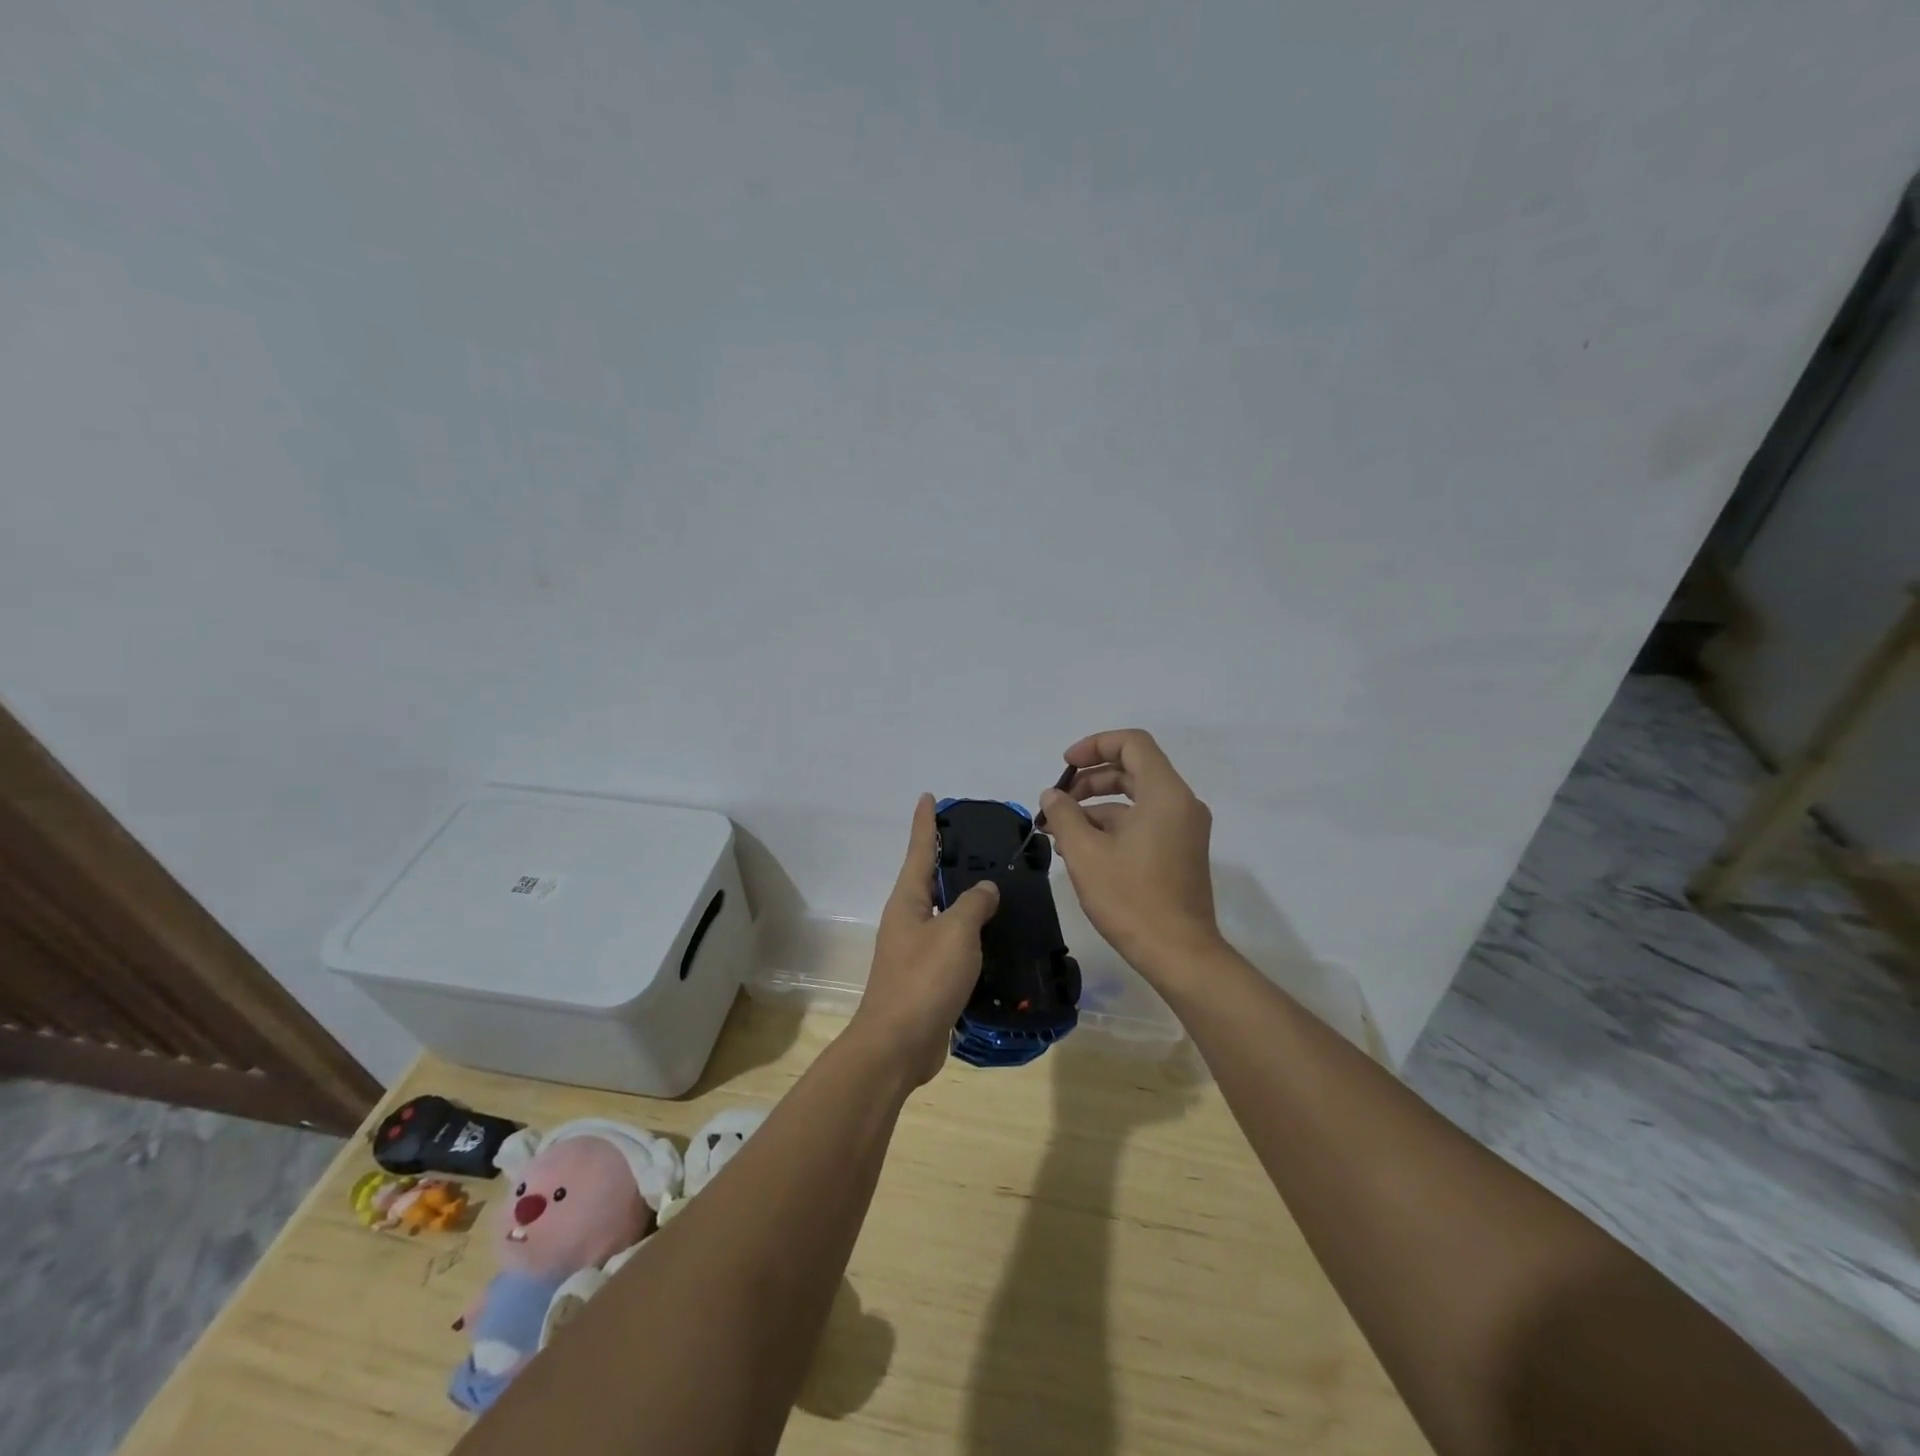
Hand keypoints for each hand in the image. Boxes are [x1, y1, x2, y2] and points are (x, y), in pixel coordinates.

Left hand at [849, 794, 1000, 1086]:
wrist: (898, 1045)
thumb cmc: (923, 980)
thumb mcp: (956, 933)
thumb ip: (974, 904)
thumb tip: (986, 888)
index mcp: (908, 901)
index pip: (919, 850)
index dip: (925, 822)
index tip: (928, 795)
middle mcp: (908, 919)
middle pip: (931, 880)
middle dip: (951, 859)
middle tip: (984, 843)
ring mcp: (916, 950)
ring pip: (945, 914)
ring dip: (966, 901)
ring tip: (1000, 888)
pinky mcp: (928, 978)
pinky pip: (953, 945)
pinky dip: (973, 937)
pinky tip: (997, 938)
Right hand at [1040, 729, 1223, 983]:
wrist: (1179, 954)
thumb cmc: (1131, 899)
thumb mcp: (1086, 853)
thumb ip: (1064, 815)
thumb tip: (1053, 795)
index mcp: (1165, 794)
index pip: (1132, 743)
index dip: (1095, 745)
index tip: (1065, 766)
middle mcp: (1181, 804)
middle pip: (1133, 769)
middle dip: (1090, 779)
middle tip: (1057, 802)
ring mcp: (1183, 828)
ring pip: (1135, 799)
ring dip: (1096, 806)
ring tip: (1060, 832)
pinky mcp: (1180, 851)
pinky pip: (1144, 821)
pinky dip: (1113, 826)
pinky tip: (1081, 849)